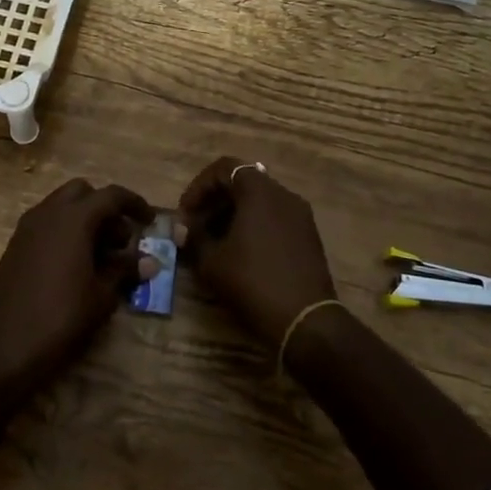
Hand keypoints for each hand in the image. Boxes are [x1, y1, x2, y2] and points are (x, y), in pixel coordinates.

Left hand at [0, 178, 155, 394]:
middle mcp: (47, 213)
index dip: (134, 204)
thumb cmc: (61, 318)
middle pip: (82, 193)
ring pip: (62, 206)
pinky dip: (65, 231)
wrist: (4, 347)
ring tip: (101, 257)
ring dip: (85, 220)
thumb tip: (148, 261)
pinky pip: (46, 224)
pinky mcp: (15, 246)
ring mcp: (27, 228)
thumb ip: (125, 270)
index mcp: (73, 219)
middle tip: (121, 241)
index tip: (150, 221)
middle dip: (105, 209)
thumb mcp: (102, 295)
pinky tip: (76, 264)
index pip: (111, 195)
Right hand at [179, 158, 336, 348]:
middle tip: (196, 227)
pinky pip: (274, 217)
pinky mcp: (308, 236)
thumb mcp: (213, 262)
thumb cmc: (254, 282)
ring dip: (233, 214)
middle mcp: (284, 195)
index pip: (224, 168)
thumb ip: (194, 237)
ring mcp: (300, 215)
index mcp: (260, 191)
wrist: (305, 321)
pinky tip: (240, 253)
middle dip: (214, 201)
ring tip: (214, 242)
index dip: (199, 187)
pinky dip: (253, 225)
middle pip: (243, 182)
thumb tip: (182, 228)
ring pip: (259, 201)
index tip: (185, 214)